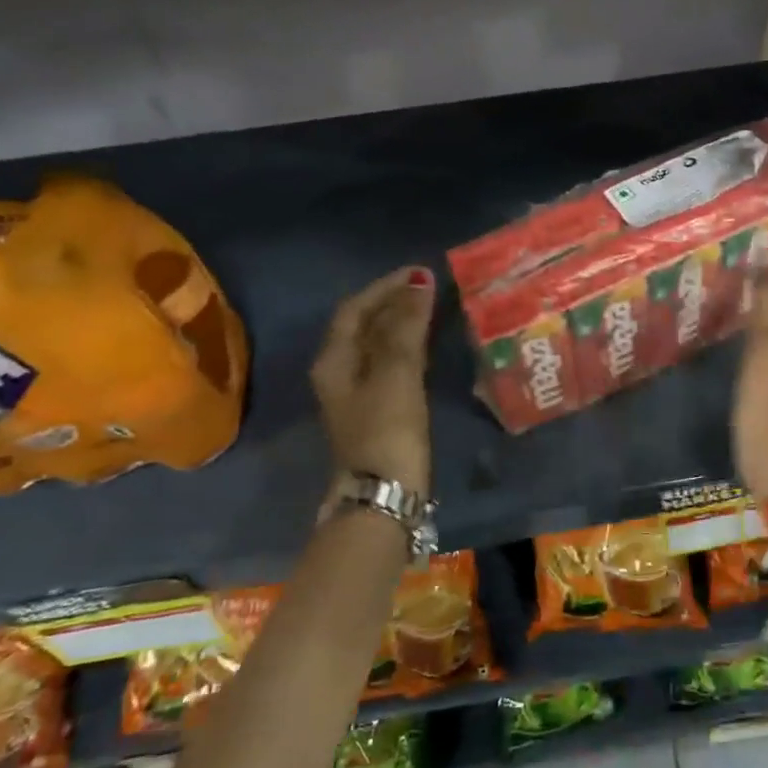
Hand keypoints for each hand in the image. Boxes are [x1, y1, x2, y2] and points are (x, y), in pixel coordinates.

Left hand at [310, 266, 435, 494]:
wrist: (386, 494)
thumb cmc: (387, 429)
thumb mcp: (396, 373)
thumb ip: (406, 326)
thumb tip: (419, 281)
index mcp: (334, 361)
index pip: (355, 309)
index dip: (385, 287)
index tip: (419, 272)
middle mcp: (340, 373)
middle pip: (364, 326)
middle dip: (394, 303)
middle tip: (430, 288)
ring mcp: (359, 394)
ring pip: (379, 346)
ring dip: (403, 324)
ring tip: (434, 309)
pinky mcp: (380, 411)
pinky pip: (392, 366)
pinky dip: (409, 348)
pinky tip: (429, 347)